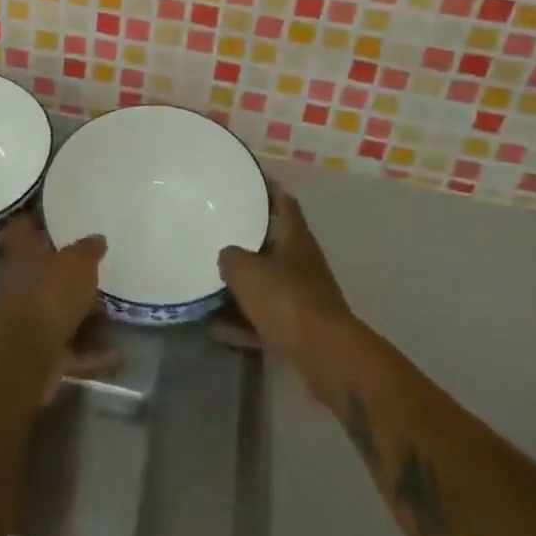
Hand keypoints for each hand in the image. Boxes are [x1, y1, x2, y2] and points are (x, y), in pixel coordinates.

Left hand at [0, 217, 118, 398]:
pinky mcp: (40, 351)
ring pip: (55, 307)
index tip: (58, 215)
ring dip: (78, 310)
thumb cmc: (50, 293)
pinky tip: (118, 353)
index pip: (23, 226)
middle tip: (93, 260)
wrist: (27, 356)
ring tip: (110, 305)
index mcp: (24, 252)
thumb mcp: (78, 262)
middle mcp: (21, 282)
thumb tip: (97, 238)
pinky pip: (70, 347)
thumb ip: (89, 249)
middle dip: (62, 267)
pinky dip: (91, 352)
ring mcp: (28, 318)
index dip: (36, 219)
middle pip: (40, 268)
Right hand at [217, 183, 353, 367]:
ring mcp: (305, 299)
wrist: (325, 355)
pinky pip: (265, 320)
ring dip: (244, 287)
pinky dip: (243, 322)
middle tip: (221, 233)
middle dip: (250, 242)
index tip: (254, 180)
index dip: (271, 190)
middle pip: (275, 246)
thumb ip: (231, 258)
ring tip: (210, 284)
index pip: (285, 204)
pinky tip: (215, 328)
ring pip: (269, 285)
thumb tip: (228, 257)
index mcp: (297, 239)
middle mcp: (304, 264)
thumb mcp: (246, 270)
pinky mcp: (300, 331)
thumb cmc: (287, 299)